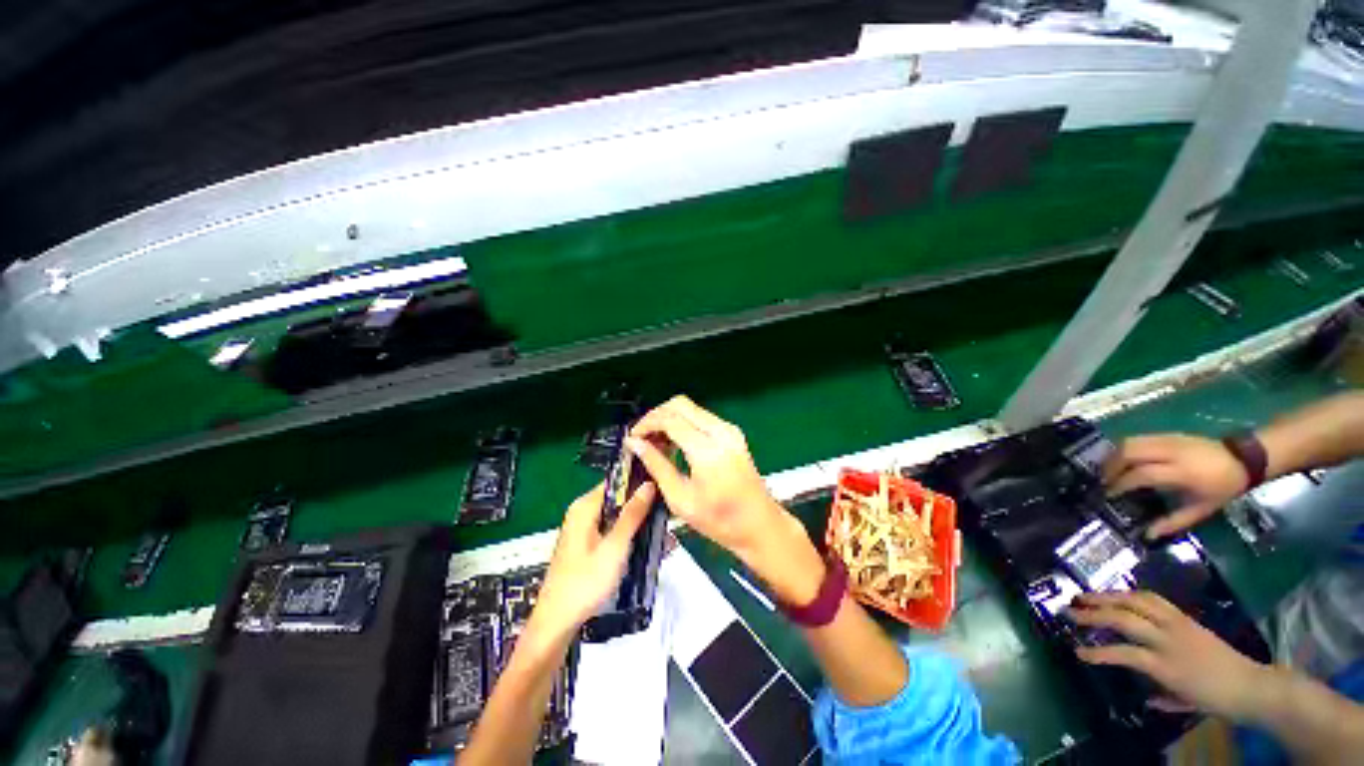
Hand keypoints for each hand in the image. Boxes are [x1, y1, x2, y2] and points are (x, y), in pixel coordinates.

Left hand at [531, 481, 657, 637]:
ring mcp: (585, 530)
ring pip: (619, 518)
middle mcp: (583, 513)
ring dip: (640, 525)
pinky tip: (650, 549)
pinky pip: (614, 533)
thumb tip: (649, 484)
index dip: (640, 481)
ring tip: (665, 536)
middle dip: (644, 508)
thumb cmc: (585, 582)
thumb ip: (632, 514)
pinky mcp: (588, 546)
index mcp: (585, 506)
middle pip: (620, 499)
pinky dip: (630, 538)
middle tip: (668, 517)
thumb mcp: (614, 547)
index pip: (618, 481)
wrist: (556, 624)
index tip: (664, 488)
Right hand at [628, 395, 823, 603]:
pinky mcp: (732, 433)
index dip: (646, 424)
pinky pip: (701, 417)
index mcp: (707, 450)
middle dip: (656, 415)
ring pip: (690, 408)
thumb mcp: (680, 499)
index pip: (670, 419)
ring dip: (669, 418)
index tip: (632, 438)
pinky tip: (674, 443)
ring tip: (655, 443)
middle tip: (642, 437)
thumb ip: (657, 466)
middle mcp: (720, 431)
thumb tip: (635, 444)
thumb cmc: (720, 520)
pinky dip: (683, 423)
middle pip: (680, 404)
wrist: (759, 525)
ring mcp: (729, 429)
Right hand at [1070, 591, 1269, 719]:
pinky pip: (1153, 600)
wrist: (1253, 686)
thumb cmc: (1217, 700)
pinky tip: (1119, 596)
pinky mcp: (1184, 617)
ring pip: (1137, 602)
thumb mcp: (1186, 705)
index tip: (1077, 652)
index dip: (1098, 653)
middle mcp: (1169, 641)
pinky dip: (1131, 595)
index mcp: (1167, 667)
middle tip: (1069, 610)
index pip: (1125, 654)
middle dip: (1094, 613)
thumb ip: (1162, 699)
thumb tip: (1143, 697)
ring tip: (1087, 596)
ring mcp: (1177, 625)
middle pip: (1126, 619)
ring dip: (1108, 597)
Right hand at [1102, 434, 1248, 537]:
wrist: (1243, 459)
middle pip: (1129, 452)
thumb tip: (1147, 534)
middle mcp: (1171, 452)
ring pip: (1129, 442)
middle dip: (1111, 466)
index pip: (1142, 473)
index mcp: (1182, 472)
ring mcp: (1168, 439)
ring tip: (1108, 471)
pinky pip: (1137, 439)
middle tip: (1102, 481)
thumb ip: (1173, 521)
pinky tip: (1121, 461)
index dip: (1122, 483)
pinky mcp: (1166, 435)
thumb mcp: (1202, 509)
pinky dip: (1123, 449)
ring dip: (1113, 456)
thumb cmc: (1223, 488)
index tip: (1109, 494)